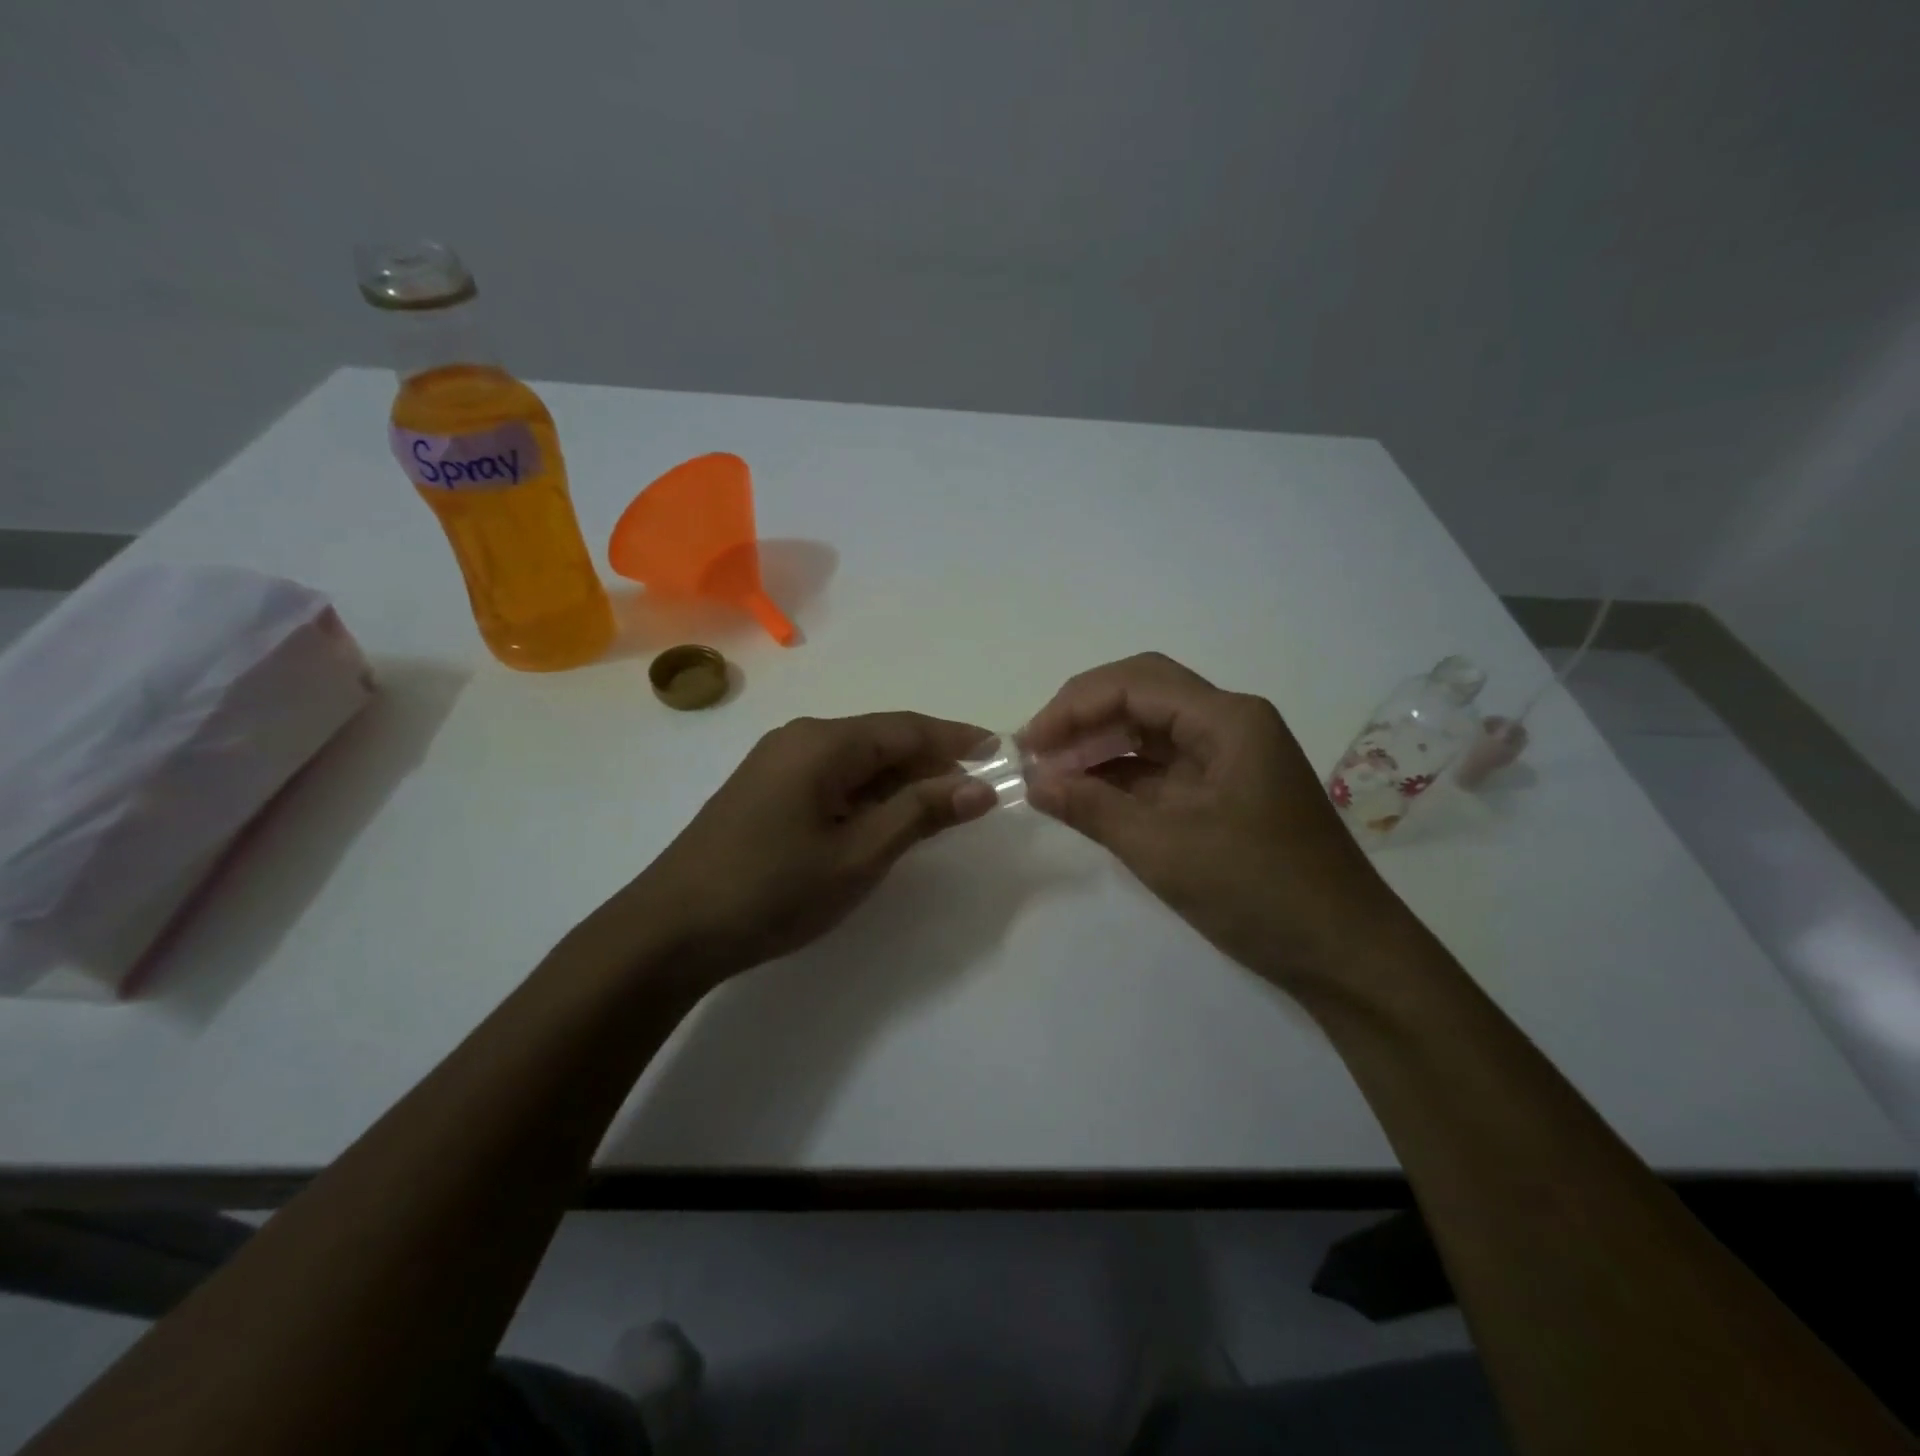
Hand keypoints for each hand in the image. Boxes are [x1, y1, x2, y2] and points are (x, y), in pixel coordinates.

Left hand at [605, 713, 996, 984]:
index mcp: (824, 742)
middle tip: (976, 789)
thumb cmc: (773, 889)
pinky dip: (868, 795)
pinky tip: (885, 819)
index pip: (907, 728)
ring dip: (900, 781)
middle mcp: (800, 738)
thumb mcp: (859, 854)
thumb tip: (980, 787)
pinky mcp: (765, 791)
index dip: (956, 739)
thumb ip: (921, 814)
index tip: (999, 751)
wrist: (671, 930)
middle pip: (881, 740)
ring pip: (857, 761)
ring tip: (941, 808)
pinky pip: (832, 778)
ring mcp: (777, 763)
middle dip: (931, 762)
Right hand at [1022, 653, 1410, 991]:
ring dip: (1099, 748)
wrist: (1346, 956)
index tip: (1028, 743)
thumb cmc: (1260, 892)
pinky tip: (1085, 795)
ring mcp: (1230, 759)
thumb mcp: (1165, 849)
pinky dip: (1121, 778)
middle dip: (1083, 719)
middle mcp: (1230, 725)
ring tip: (1049, 775)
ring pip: (1150, 733)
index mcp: (1228, 720)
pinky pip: (1163, 770)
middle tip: (1034, 753)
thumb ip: (1093, 807)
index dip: (1074, 705)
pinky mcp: (1225, 793)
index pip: (1136, 683)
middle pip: (1143, 697)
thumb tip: (1033, 781)